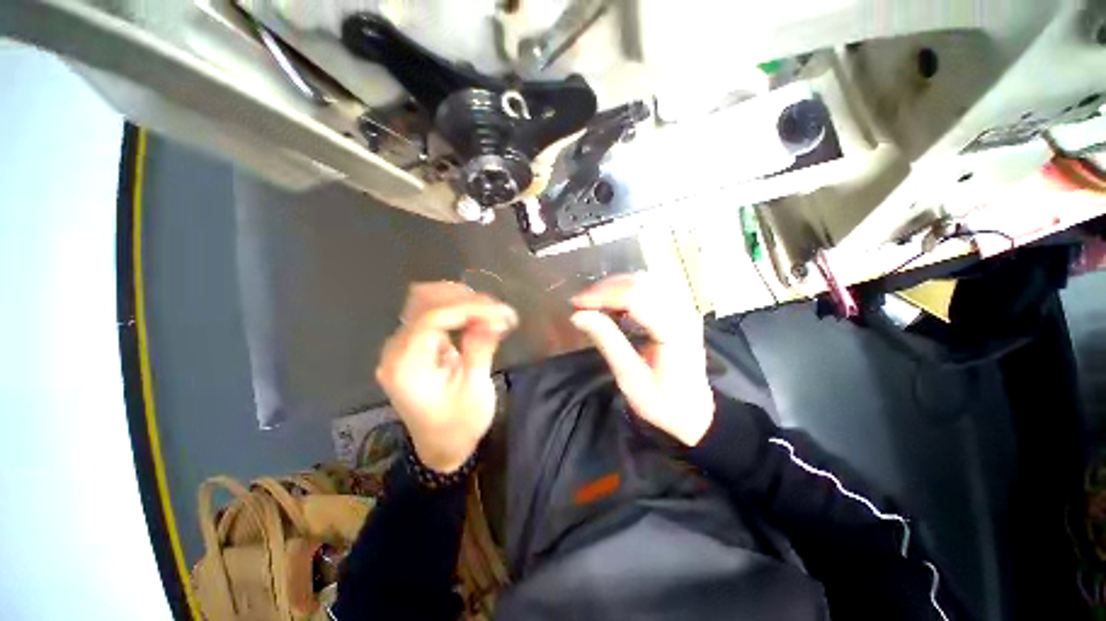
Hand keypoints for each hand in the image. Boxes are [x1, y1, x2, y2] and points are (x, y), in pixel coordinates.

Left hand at [375, 282, 517, 472]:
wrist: (443, 448)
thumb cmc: (459, 425)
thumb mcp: (475, 389)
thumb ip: (480, 348)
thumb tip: (495, 316)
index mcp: (406, 365)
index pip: (432, 318)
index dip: (468, 308)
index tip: (499, 310)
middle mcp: (396, 349)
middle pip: (424, 303)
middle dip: (464, 300)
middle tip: (498, 309)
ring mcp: (403, 345)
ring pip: (426, 303)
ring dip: (460, 300)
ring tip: (491, 310)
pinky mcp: (415, 345)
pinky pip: (432, 314)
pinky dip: (457, 310)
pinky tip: (478, 315)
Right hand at [570, 274, 714, 445]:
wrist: (694, 412)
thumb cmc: (662, 402)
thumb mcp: (630, 378)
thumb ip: (607, 342)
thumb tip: (578, 315)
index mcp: (673, 332)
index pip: (635, 297)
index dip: (602, 295)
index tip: (577, 304)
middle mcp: (683, 313)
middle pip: (640, 282)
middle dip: (606, 288)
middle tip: (581, 303)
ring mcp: (685, 309)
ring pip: (646, 280)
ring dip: (616, 287)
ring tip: (595, 303)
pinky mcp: (681, 310)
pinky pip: (652, 287)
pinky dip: (628, 290)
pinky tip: (615, 305)